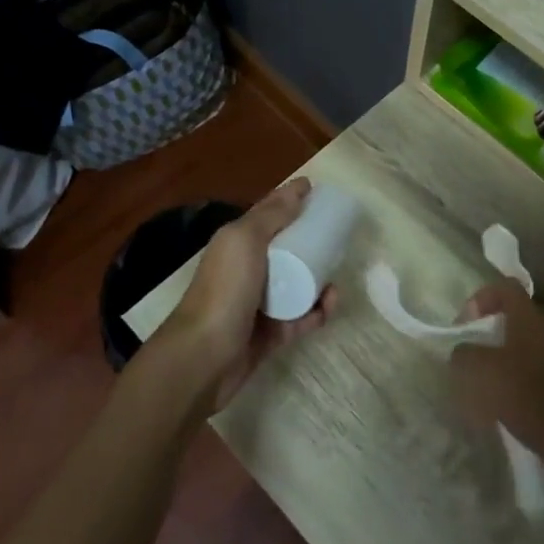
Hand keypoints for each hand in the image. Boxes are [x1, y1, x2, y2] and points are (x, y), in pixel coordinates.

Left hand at [157, 178, 335, 413]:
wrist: (205, 356)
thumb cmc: (225, 290)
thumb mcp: (245, 241)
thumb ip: (271, 215)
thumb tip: (298, 188)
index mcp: (237, 242)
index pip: (269, 214)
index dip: (292, 200)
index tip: (319, 191)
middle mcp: (247, 269)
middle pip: (287, 249)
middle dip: (312, 241)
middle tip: (339, 238)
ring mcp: (259, 303)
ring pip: (297, 284)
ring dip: (319, 279)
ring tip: (337, 277)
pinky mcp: (271, 333)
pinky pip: (301, 316)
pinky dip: (318, 311)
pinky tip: (330, 305)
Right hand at [448, 282, 543, 473]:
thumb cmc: (528, 397)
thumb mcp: (481, 373)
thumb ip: (464, 354)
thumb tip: (464, 352)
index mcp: (529, 319)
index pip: (505, 287)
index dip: (481, 297)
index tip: (466, 325)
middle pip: (515, 320)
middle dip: (490, 336)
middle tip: (472, 359)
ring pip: (526, 348)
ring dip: (505, 361)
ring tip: (487, 389)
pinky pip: (539, 373)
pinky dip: (522, 383)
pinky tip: (511, 408)